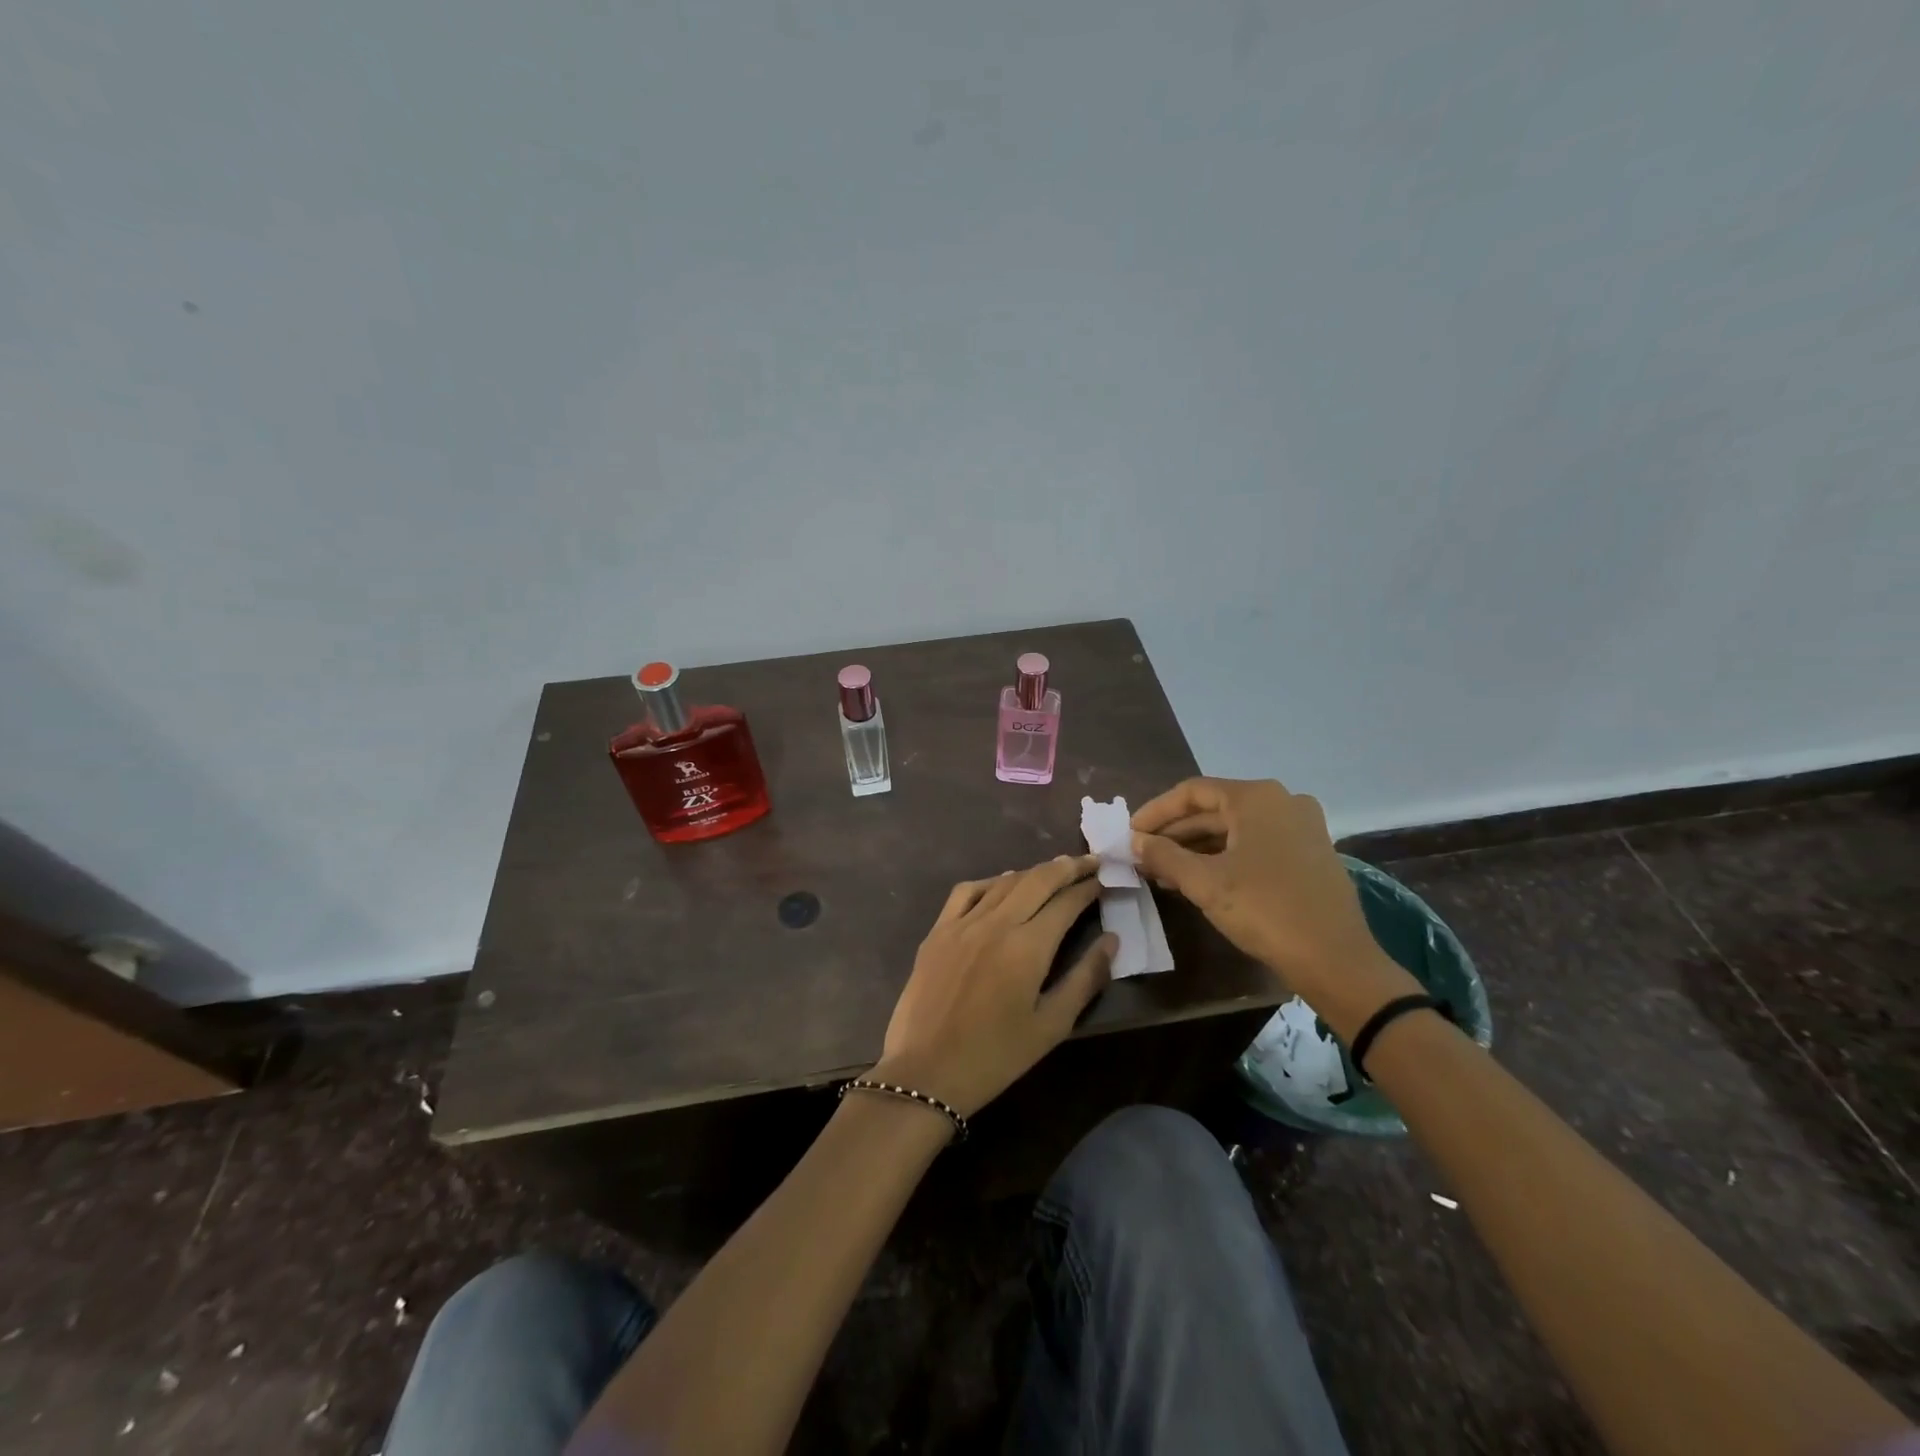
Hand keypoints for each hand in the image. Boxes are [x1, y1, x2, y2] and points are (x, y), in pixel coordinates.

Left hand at [873, 856, 1114, 1118]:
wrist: (926, 1072)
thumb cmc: (996, 1056)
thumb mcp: (1051, 1025)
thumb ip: (1085, 978)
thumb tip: (1112, 940)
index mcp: (1028, 946)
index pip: (1066, 902)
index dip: (1089, 887)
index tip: (1106, 878)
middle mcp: (996, 923)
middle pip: (1038, 880)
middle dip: (1067, 867)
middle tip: (1090, 861)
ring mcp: (962, 923)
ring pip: (1005, 881)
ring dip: (1034, 872)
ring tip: (1055, 871)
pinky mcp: (938, 930)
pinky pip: (967, 891)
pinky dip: (992, 882)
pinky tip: (1003, 886)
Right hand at [1130, 777, 1417, 1037]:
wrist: (1336, 960)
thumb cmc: (1265, 910)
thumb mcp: (1204, 882)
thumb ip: (1164, 855)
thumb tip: (1135, 841)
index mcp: (1257, 797)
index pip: (1192, 791)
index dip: (1156, 811)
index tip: (1130, 833)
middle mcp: (1282, 801)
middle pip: (1214, 809)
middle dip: (1175, 833)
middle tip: (1142, 855)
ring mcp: (1301, 827)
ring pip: (1234, 829)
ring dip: (1196, 848)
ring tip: (1163, 871)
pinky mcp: (1310, 853)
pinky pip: (1255, 844)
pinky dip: (1224, 857)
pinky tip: (1199, 879)